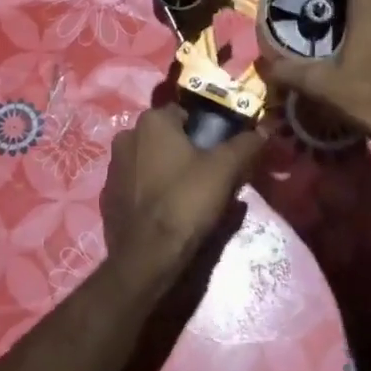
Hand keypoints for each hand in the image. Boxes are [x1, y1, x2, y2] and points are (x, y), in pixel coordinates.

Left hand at [101, 105, 264, 276]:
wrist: (148, 255)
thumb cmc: (186, 200)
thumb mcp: (225, 169)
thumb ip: (245, 144)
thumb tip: (263, 129)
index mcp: (151, 121)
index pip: (184, 114)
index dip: (205, 132)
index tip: (220, 153)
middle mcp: (126, 137)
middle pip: (165, 138)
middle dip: (185, 151)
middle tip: (209, 176)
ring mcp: (113, 168)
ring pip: (150, 161)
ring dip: (167, 171)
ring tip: (190, 197)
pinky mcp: (107, 197)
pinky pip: (137, 185)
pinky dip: (152, 192)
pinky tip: (168, 211)